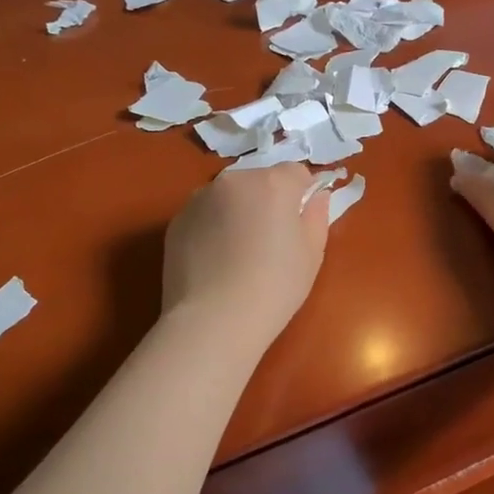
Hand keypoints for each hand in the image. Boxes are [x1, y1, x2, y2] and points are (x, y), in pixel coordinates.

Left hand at [163, 162, 329, 343]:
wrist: (213, 321)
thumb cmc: (274, 287)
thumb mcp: (312, 254)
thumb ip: (316, 215)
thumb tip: (316, 197)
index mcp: (273, 184)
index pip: (297, 172)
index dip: (303, 195)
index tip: (300, 223)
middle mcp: (234, 180)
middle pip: (260, 180)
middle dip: (268, 200)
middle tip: (271, 240)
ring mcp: (200, 199)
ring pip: (230, 195)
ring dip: (239, 211)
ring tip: (239, 253)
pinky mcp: (176, 221)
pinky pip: (205, 214)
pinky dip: (213, 227)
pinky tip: (216, 261)